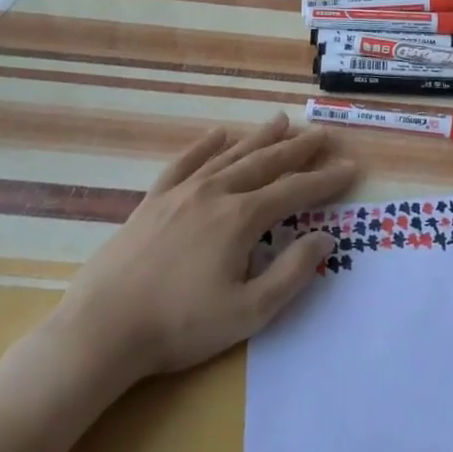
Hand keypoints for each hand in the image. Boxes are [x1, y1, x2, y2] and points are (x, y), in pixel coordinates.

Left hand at [48, 114, 357, 398]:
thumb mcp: (249, 312)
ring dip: (259, 138)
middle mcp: (216, 193)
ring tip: (282, 121)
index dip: (326, 180)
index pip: (295, 191)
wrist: (101, 330)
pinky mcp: (152, 202)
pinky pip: (185, 163)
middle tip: (322, 134)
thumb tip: (325, 237)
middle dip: (298, 149)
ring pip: (230, 156)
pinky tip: (218, 134)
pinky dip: (204, 146)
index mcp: (241, 218)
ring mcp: (181, 193)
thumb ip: (292, 272)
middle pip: (266, 163)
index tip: (351, 167)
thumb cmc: (180, 326)